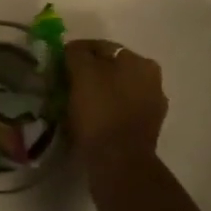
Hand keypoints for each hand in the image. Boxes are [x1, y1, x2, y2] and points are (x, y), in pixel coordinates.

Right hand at [65, 38, 167, 171]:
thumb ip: (77, 54)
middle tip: (66, 81)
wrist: (119, 163)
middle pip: (112, 69)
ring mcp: (152, 107)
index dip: (77, 51)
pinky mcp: (145, 130)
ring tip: (74, 101)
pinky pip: (119, 111)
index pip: (102, 47)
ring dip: (98, 92)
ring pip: (116, 90)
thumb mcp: (83, 73)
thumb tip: (73, 50)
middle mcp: (152, 80)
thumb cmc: (101, 111)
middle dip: (89, 72)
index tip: (58, 61)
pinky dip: (105, 111)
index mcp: (140, 62)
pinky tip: (89, 118)